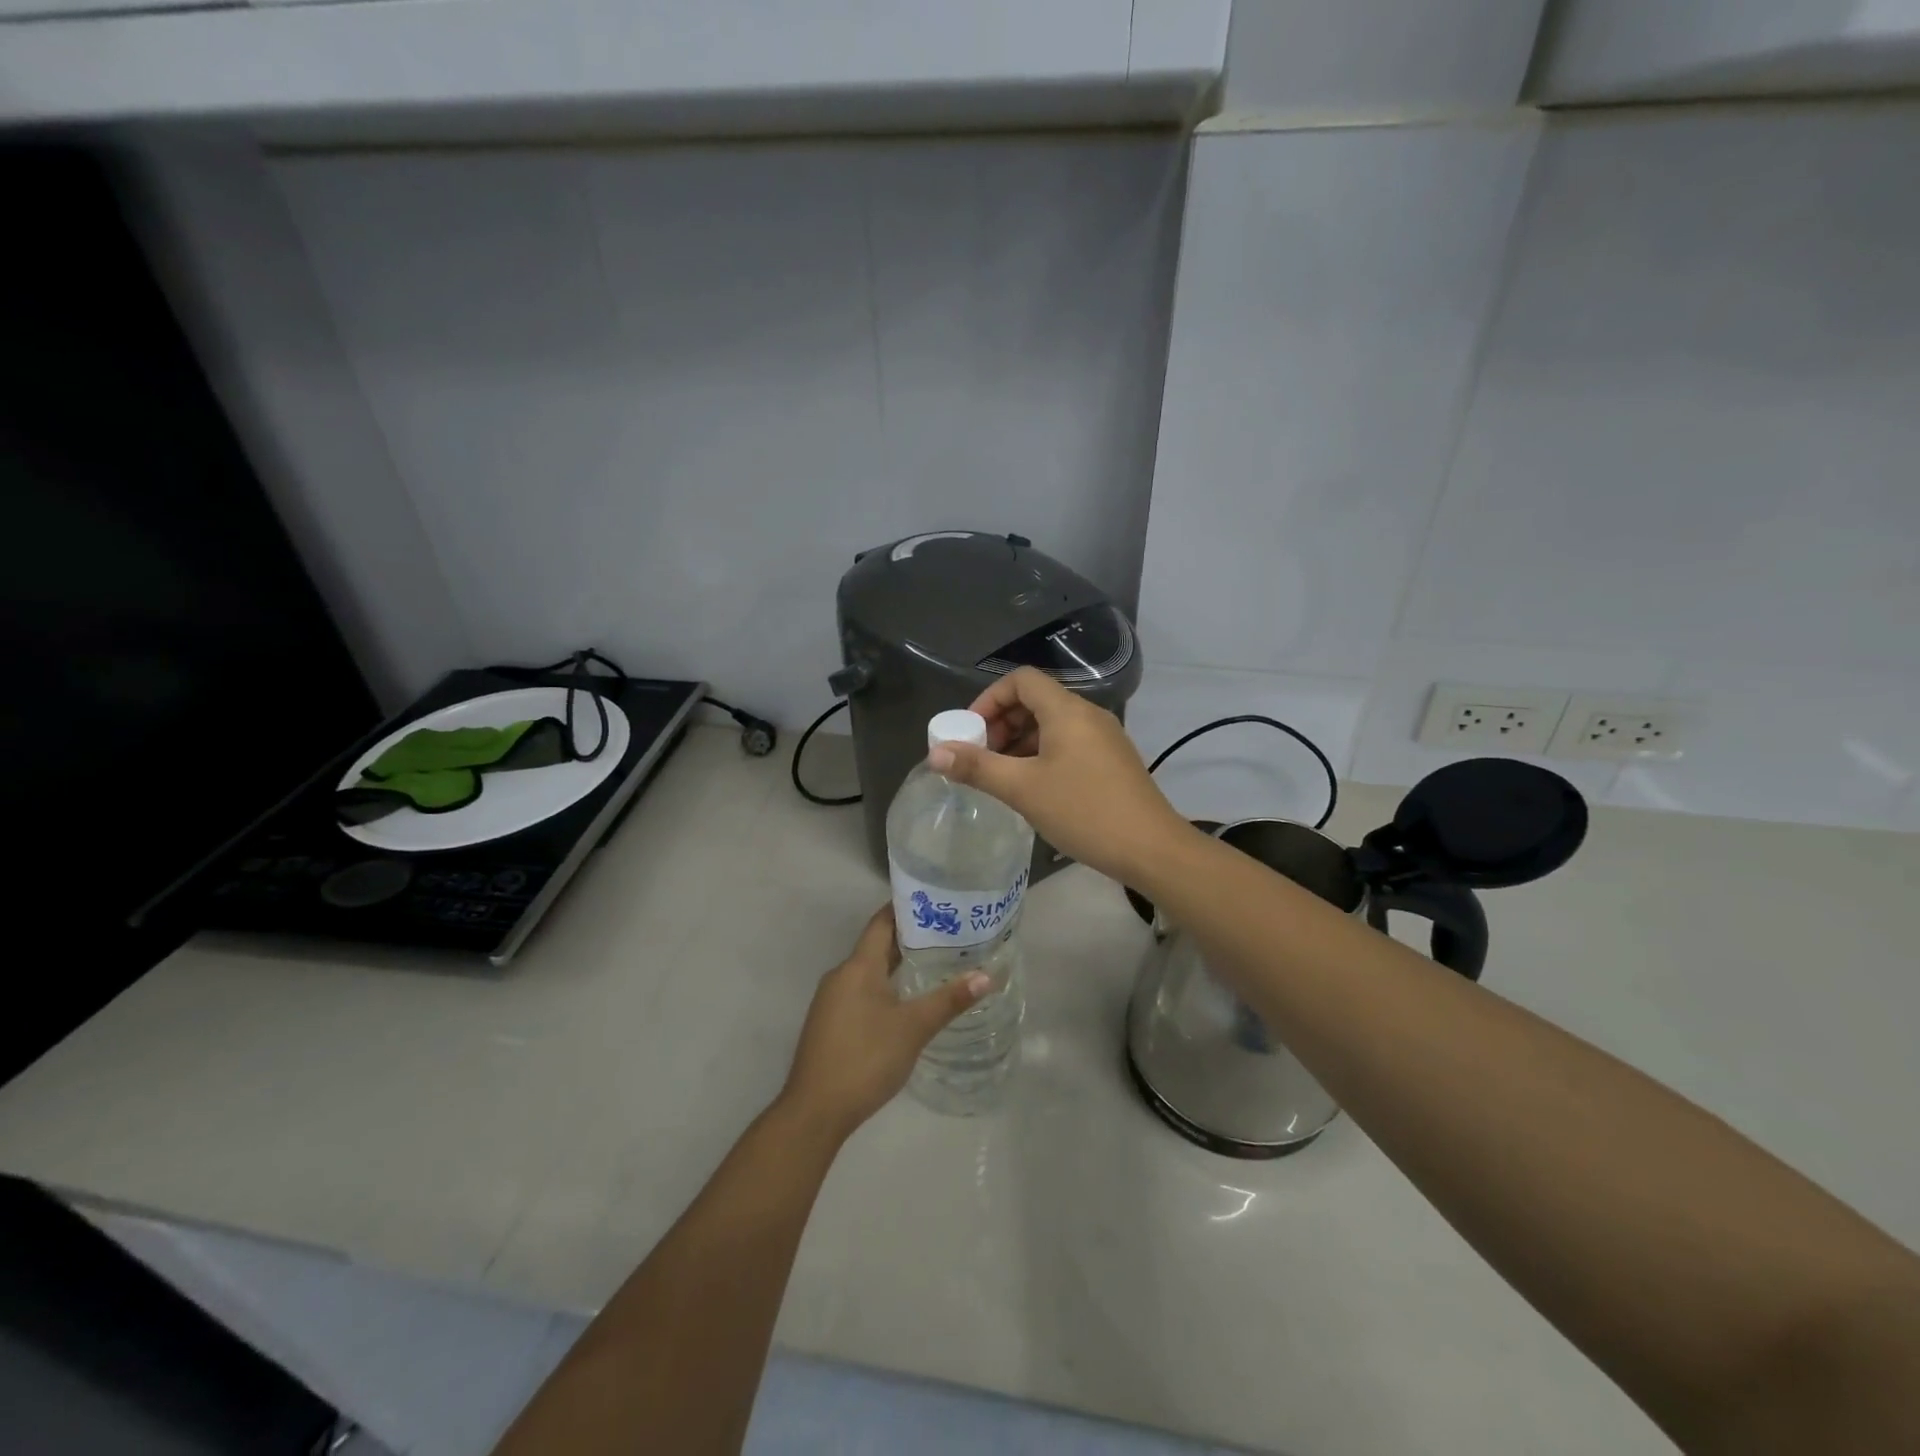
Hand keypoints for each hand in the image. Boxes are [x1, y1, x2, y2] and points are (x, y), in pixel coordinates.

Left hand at [779, 907, 988, 1140]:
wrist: (815, 1111)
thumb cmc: (865, 1058)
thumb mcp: (913, 1028)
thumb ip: (949, 1000)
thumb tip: (988, 975)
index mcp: (858, 966)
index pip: (882, 922)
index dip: (907, 908)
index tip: (937, 902)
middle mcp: (841, 975)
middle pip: (877, 945)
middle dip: (910, 938)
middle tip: (949, 933)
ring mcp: (832, 1000)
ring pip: (869, 971)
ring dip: (898, 964)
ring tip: (936, 963)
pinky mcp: (831, 1023)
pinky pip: (862, 991)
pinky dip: (886, 987)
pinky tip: (908, 1001)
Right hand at [928, 667, 1193, 885]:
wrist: (1151, 848)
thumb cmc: (1084, 811)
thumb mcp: (1023, 789)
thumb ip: (977, 768)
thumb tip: (935, 754)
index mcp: (1067, 710)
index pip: (1021, 680)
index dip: (989, 699)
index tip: (971, 733)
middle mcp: (1088, 715)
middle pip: (1036, 700)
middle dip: (1002, 723)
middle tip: (981, 757)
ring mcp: (1104, 738)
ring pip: (1052, 725)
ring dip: (1020, 742)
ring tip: (1001, 777)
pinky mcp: (1112, 761)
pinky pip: (1069, 744)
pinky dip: (1042, 755)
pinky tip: (1032, 788)